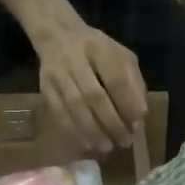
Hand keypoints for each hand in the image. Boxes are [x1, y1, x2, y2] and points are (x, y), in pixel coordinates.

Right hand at [34, 18, 146, 155]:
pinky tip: (87, 143)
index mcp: (100, 47)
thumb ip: (133, 83)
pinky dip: (74, 131)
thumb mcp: (121, 56)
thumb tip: (139, 116)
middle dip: (111, 123)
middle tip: (124, 142)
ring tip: (106, 147)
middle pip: (94, 95)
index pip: (116, 79)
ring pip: (75, 106)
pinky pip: (59, 113)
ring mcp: (58, 74)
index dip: (127, 104)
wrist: (58, 36)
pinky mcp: (45, 87)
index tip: (136, 125)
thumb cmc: (97, 50)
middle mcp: (76, 59)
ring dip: (93, 131)